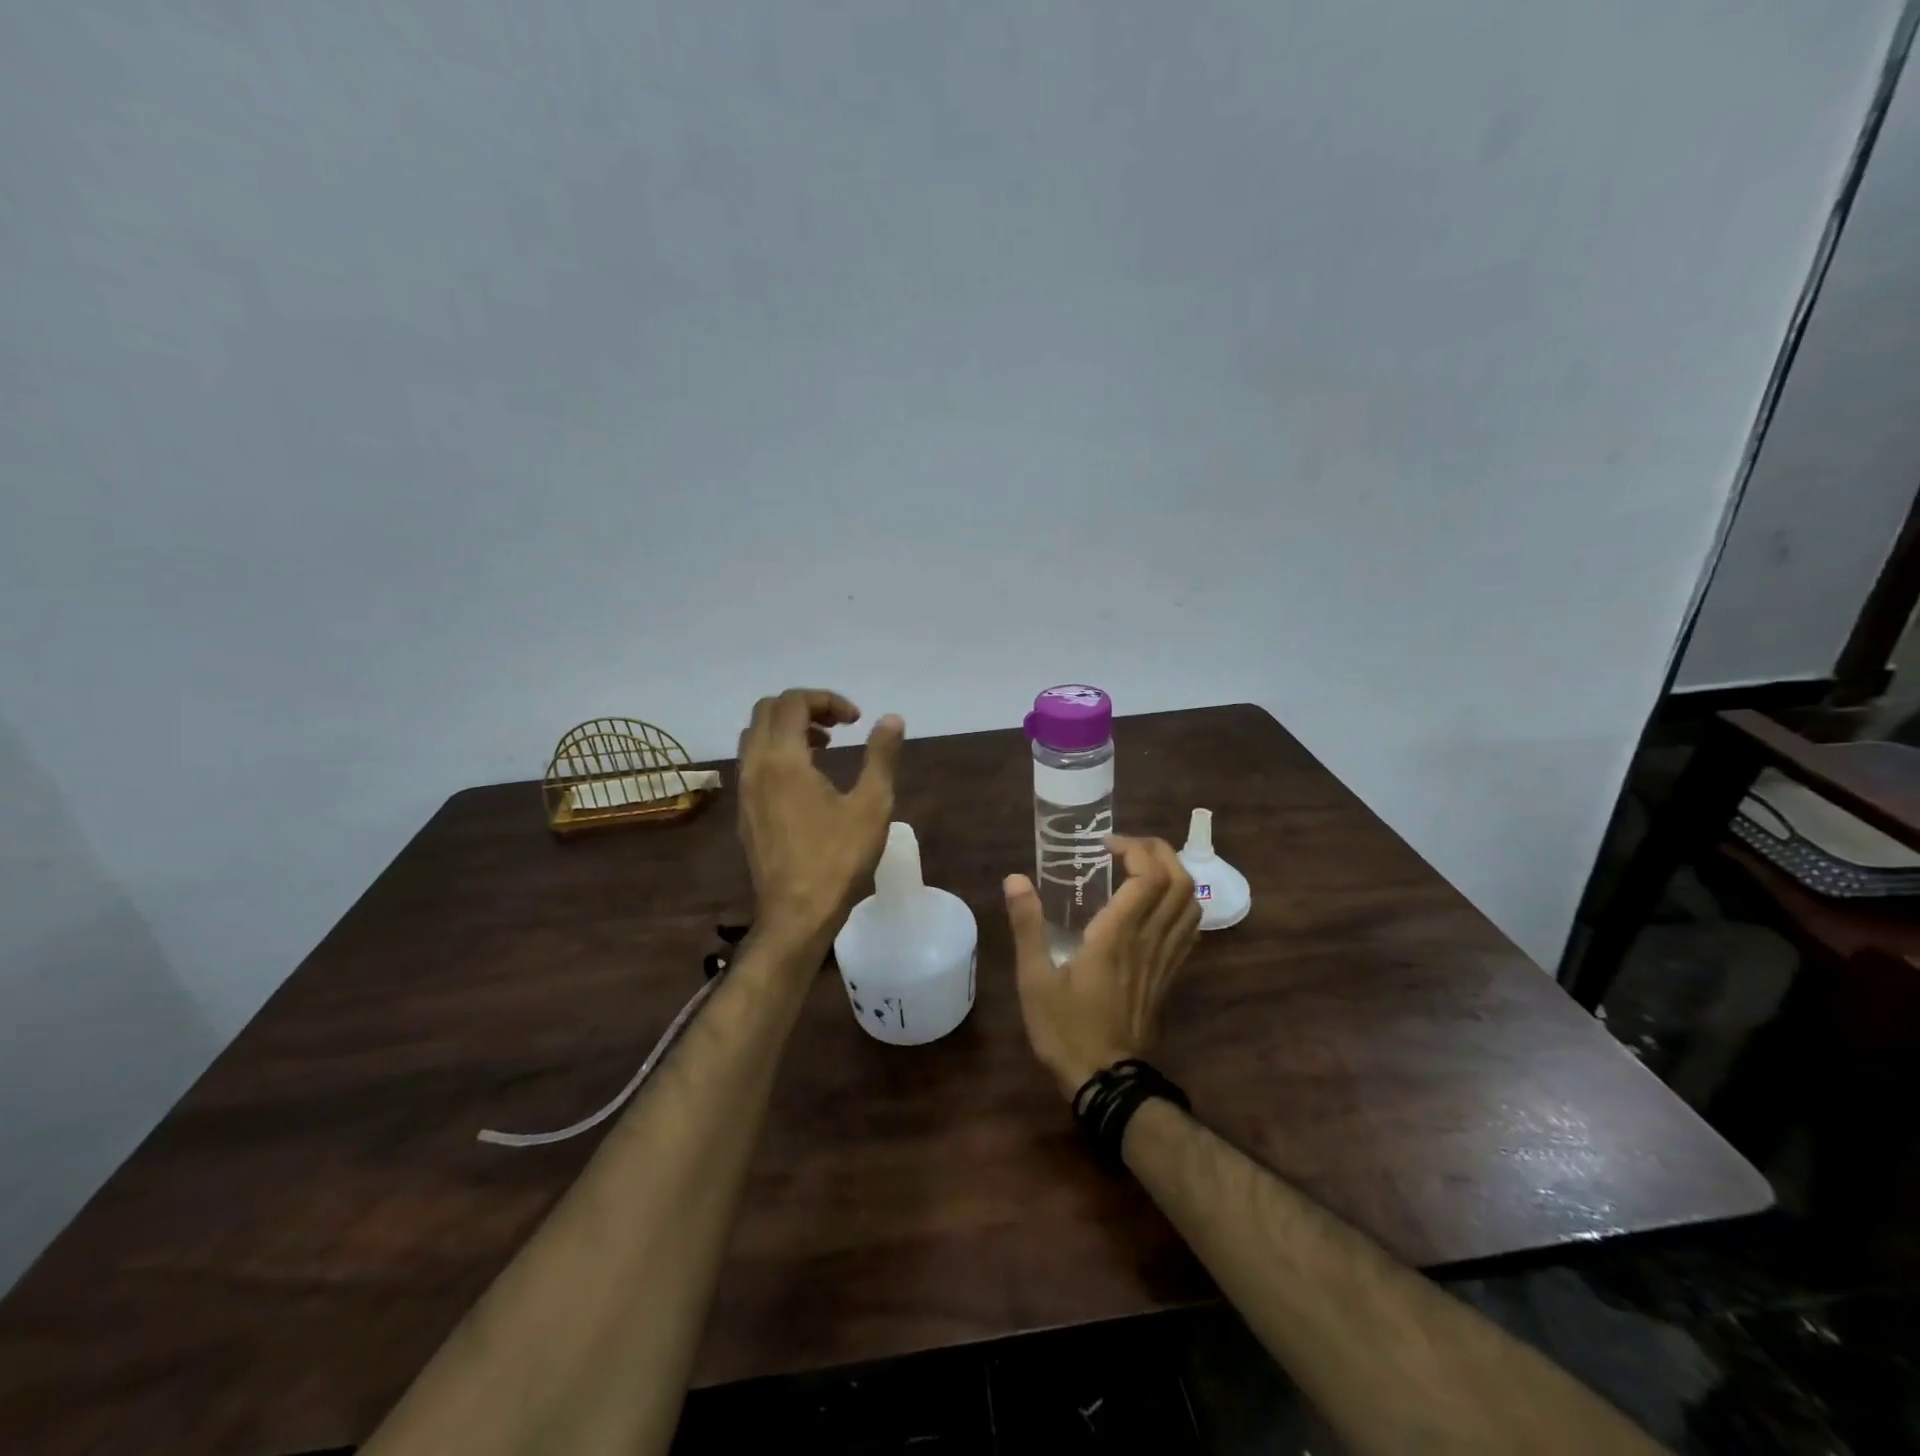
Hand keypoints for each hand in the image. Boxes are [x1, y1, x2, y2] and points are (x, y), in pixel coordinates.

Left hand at [736, 688, 905, 946]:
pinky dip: (777, 752)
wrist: (796, 915)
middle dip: (805, 707)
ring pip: (756, 736)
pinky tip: (807, 779)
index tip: (856, 720)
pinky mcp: (745, 811)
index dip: (827, 700)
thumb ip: (881, 756)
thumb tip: (891, 718)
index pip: (793, 701)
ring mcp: (745, 790)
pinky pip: (753, 762)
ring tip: (825, 746)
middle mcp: (755, 767)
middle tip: (840, 726)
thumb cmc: (838, 859)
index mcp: (783, 759)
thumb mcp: (872, 805)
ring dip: (788, 728)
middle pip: (768, 711)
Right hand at [1004, 835, 1201, 1099]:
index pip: (1148, 877)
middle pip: (1178, 882)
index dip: (1135, 849)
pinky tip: (1155, 905)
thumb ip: (1027, 925)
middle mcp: (1148, 941)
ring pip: (1190, 903)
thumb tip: (1015, 879)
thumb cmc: (1066, 1028)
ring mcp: (1164, 959)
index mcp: (1117, 936)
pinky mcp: (1169, 975)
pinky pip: (1188, 929)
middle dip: (1158, 852)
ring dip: (1173, 874)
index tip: (1105, 845)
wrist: (1106, 1081)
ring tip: (1141, 868)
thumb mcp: (1034, 979)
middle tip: (1125, 847)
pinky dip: (1179, 903)